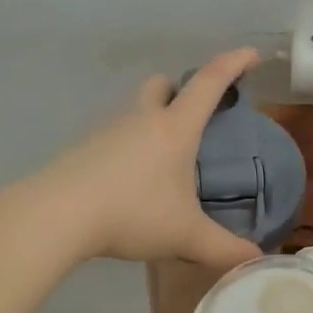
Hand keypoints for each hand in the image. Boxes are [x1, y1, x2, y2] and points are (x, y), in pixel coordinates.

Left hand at [41, 47, 264, 268]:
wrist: (58, 214)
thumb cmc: (133, 212)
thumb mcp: (185, 235)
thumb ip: (223, 247)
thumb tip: (254, 257)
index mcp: (175, 128)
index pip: (210, 82)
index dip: (234, 63)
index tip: (252, 55)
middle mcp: (142, 119)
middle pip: (162, 84)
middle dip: (180, 91)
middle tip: (193, 119)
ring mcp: (108, 131)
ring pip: (135, 111)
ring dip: (151, 122)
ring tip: (163, 163)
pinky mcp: (84, 149)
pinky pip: (114, 137)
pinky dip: (128, 149)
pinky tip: (130, 183)